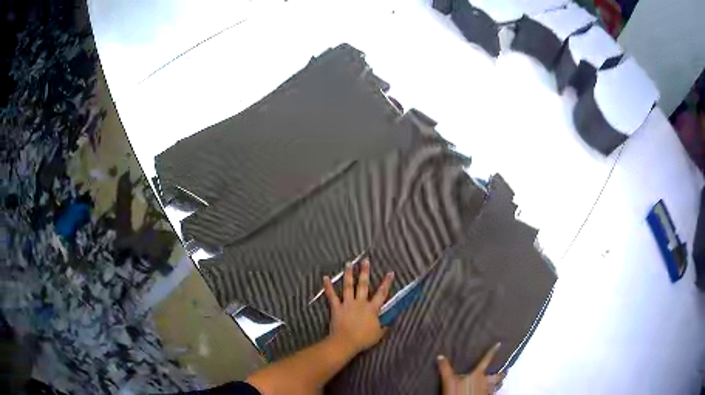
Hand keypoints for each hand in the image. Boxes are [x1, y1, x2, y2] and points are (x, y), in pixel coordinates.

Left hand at [323, 258, 394, 355]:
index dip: (386, 283)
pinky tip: (325, 278)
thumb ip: (384, 326)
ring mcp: (347, 304)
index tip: (390, 272)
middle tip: (365, 260)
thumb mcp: (378, 334)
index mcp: (372, 309)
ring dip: (348, 274)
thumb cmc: (363, 339)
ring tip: (349, 263)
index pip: (382, 293)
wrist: (345, 342)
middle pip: (363, 285)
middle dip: (365, 272)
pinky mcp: (336, 307)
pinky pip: (331, 296)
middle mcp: (360, 303)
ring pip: (348, 286)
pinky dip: (328, 287)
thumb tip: (389, 321)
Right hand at [437, 343, 504, 394]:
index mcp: (477, 374)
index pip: (486, 360)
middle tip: (504, 371)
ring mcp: (487, 390)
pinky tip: (490, 391)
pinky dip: (492, 391)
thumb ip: (445, 368)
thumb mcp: (448, 380)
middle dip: (501, 374)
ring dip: (498, 383)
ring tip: (499, 382)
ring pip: (496, 385)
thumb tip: (440, 356)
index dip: (492, 351)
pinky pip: (492, 393)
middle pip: (497, 376)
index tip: (498, 344)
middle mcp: (485, 381)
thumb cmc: (457, 392)